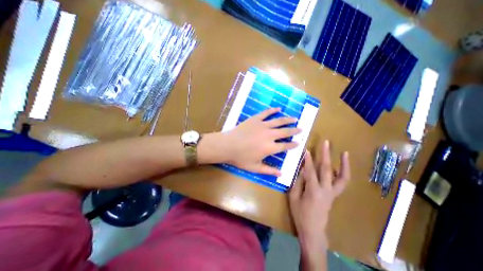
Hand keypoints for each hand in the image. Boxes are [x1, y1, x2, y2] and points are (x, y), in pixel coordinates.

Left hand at [221, 108, 299, 175]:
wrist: (227, 146)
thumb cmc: (240, 158)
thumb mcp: (255, 168)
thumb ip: (269, 170)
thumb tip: (281, 174)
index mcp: (270, 148)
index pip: (285, 146)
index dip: (293, 144)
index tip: (299, 142)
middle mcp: (269, 135)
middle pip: (285, 132)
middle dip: (294, 130)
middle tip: (301, 129)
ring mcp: (262, 125)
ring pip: (278, 121)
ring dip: (288, 120)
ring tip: (295, 118)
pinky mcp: (255, 119)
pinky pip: (266, 113)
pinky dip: (273, 110)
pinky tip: (278, 108)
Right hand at [286, 140, 351, 251]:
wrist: (313, 231)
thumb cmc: (300, 214)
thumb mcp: (293, 197)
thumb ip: (298, 182)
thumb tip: (301, 169)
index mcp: (313, 191)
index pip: (310, 171)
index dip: (308, 160)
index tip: (306, 149)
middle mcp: (326, 190)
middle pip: (326, 169)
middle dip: (325, 154)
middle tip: (326, 143)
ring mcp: (333, 193)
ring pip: (341, 177)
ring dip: (343, 164)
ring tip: (345, 153)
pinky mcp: (335, 195)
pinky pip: (341, 183)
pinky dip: (343, 173)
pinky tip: (341, 166)